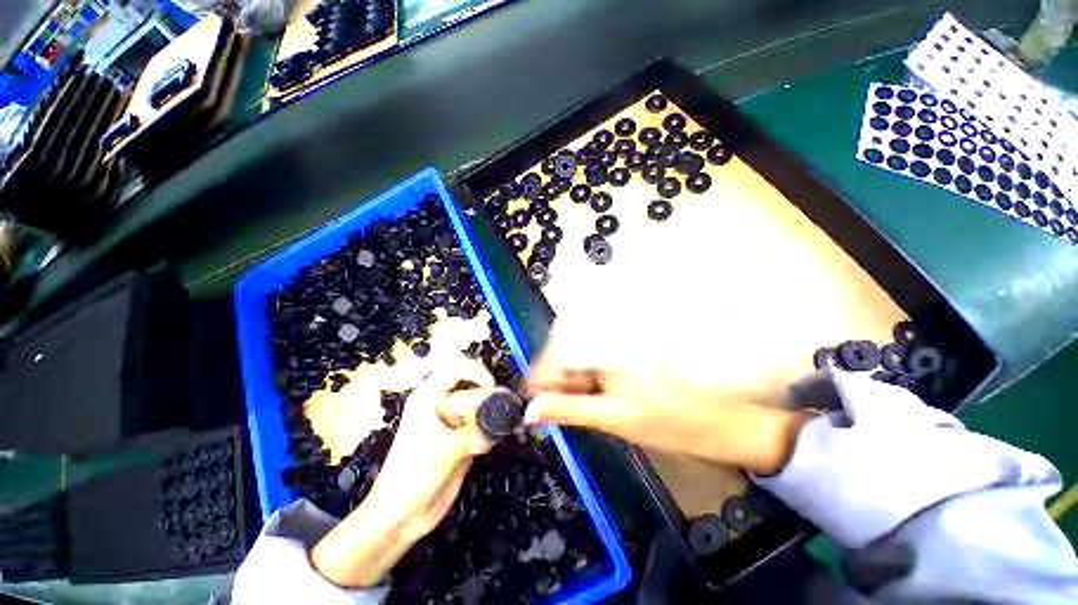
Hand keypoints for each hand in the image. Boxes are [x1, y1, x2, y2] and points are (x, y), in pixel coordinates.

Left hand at [311, 358, 498, 586]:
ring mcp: (454, 420)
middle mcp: (443, 403)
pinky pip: (484, 422)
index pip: (455, 365)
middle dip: (489, 392)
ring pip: (482, 401)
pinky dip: (495, 427)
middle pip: (473, 381)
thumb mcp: (443, 448)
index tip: (490, 388)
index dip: (476, 370)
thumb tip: (503, 406)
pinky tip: (497, 439)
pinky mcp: (464, 437)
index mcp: (429, 396)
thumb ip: (474, 425)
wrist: (402, 516)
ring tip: (503, 426)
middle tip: (502, 408)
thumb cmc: (413, 476)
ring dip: (495, 410)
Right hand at [524, 312, 811, 475]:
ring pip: (579, 347)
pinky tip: (593, 386)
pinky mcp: (629, 344)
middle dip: (555, 373)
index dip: (540, 373)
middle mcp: (614, 334)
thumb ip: (570, 409)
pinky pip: (596, 350)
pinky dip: (586, 368)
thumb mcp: (614, 420)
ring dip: (570, 371)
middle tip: (554, 401)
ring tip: (577, 397)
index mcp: (611, 349)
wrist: (721, 420)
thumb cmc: (670, 424)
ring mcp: (623, 337)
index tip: (531, 396)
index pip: (559, 350)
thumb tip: (530, 410)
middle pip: (566, 344)